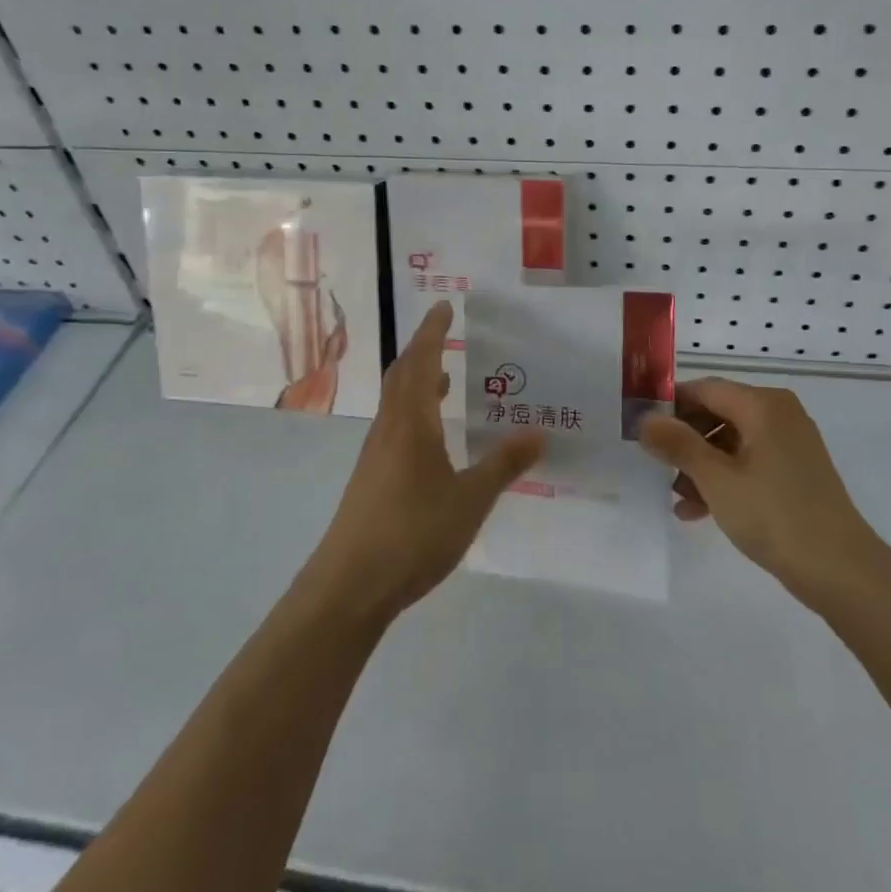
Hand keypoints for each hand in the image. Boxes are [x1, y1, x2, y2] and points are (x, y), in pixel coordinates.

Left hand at [304, 301, 542, 619]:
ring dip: (419, 382)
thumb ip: (503, 465)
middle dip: (424, 350)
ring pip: (396, 403)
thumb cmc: (413, 533)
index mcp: (411, 422)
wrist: (350, 585)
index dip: (434, 332)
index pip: (422, 361)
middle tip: (448, 336)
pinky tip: (434, 439)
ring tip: (448, 381)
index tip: (445, 306)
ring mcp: (375, 454)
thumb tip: (539, 433)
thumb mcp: (470, 499)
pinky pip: (395, 427)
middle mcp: (388, 428)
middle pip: (402, 375)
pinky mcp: (371, 478)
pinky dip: (415, 413)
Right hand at [638, 377, 877, 603]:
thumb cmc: (774, 515)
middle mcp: (779, 415)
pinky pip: (748, 463)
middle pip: (717, 413)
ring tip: (678, 498)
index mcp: (763, 405)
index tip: (641, 429)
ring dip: (700, 465)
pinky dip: (723, 479)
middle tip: (657, 467)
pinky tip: (698, 511)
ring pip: (730, 442)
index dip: (670, 405)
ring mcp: (790, 444)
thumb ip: (677, 444)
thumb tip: (645, 420)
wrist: (840, 569)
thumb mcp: (716, 479)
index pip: (705, 389)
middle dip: (685, 440)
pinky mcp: (795, 472)